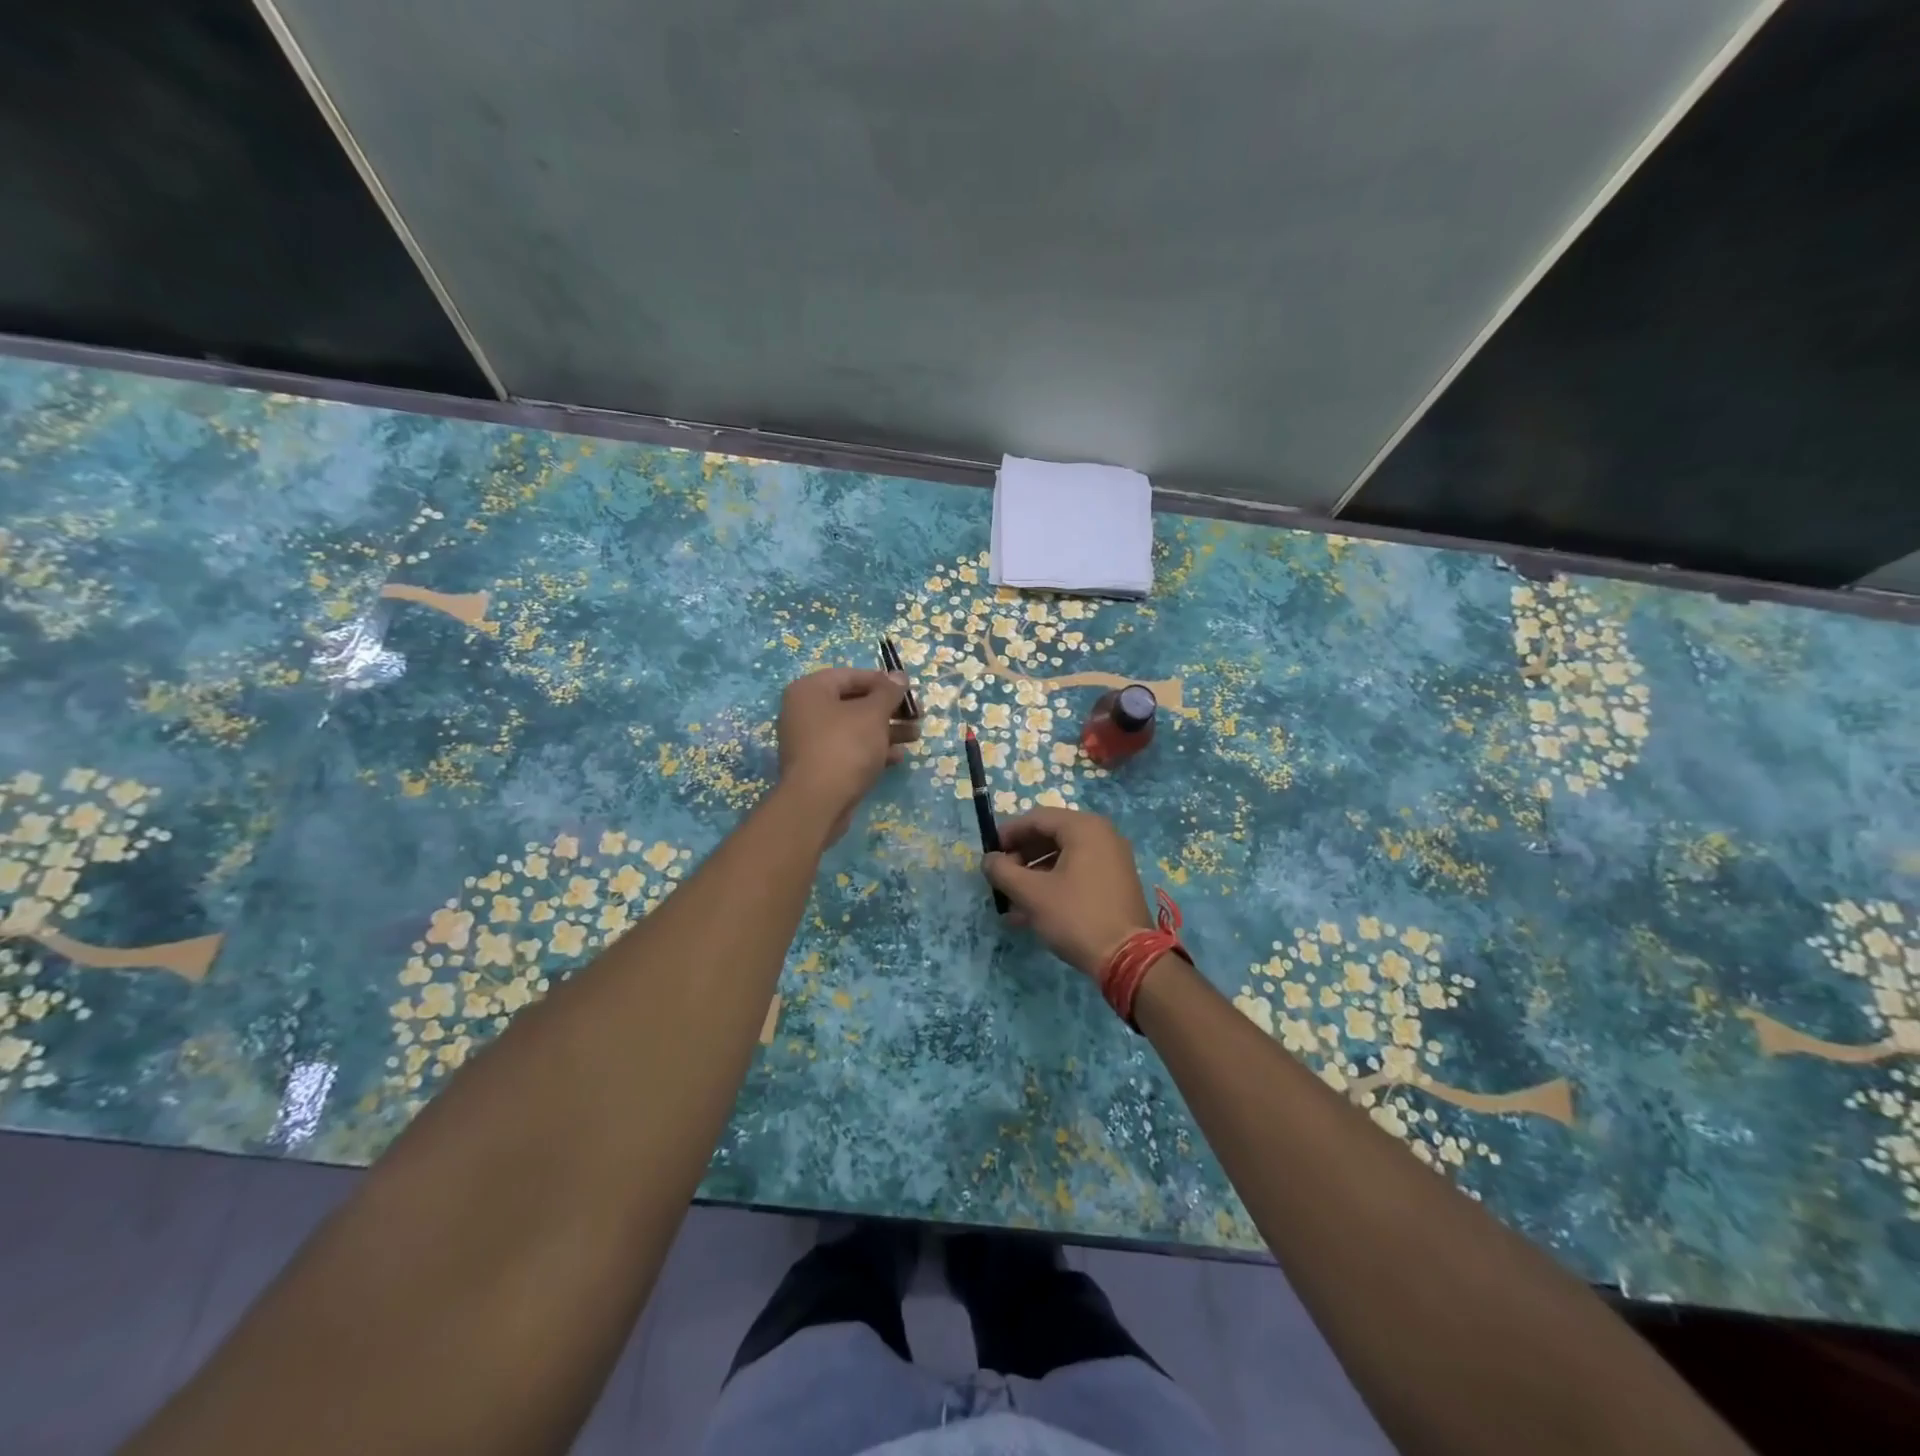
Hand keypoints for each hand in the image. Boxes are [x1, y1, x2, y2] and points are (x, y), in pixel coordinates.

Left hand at [776, 667, 918, 841]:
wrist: (818, 802)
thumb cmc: (845, 746)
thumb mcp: (873, 714)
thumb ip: (888, 692)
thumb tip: (899, 676)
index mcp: (811, 690)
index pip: (851, 675)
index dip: (883, 681)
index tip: (909, 691)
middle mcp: (805, 711)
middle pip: (854, 702)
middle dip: (889, 709)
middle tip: (917, 715)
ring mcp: (810, 741)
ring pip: (854, 728)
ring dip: (886, 730)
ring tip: (915, 736)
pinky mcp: (819, 766)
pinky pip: (849, 749)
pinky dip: (872, 750)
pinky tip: (897, 757)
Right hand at [983, 808, 1152, 978]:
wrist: (1128, 958)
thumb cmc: (1076, 916)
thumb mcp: (1032, 894)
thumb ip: (1003, 871)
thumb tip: (988, 860)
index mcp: (1084, 828)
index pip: (1037, 818)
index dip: (1008, 834)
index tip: (989, 854)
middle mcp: (1102, 835)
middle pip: (1051, 836)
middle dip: (1021, 857)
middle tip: (1000, 878)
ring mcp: (1112, 860)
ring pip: (1063, 858)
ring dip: (1034, 875)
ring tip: (1011, 901)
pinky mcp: (1115, 883)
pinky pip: (1077, 874)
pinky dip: (1054, 885)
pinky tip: (1031, 912)